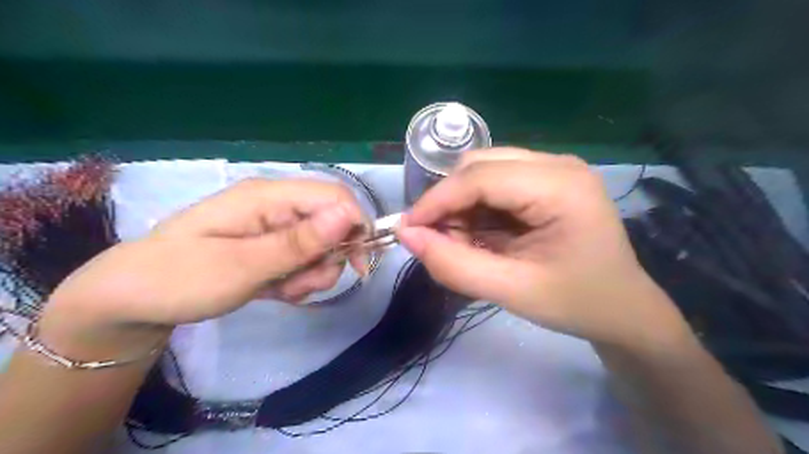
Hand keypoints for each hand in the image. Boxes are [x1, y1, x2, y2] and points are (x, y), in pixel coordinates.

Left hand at [37, 180, 367, 338]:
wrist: (130, 301)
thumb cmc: (179, 278)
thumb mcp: (242, 265)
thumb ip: (299, 241)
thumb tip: (348, 215)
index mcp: (268, 197)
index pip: (335, 197)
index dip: (355, 226)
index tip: (357, 265)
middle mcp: (276, 205)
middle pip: (332, 223)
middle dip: (328, 259)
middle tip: (302, 286)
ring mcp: (274, 226)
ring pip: (321, 246)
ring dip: (312, 274)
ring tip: (282, 291)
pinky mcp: (271, 245)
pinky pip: (303, 259)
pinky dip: (299, 279)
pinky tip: (276, 290)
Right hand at [398, 147, 687, 346]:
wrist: (622, 309)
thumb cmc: (575, 303)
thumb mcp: (511, 291)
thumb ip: (454, 265)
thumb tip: (407, 235)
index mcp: (560, 187)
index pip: (480, 177)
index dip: (436, 201)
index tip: (407, 229)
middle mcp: (558, 164)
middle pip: (479, 166)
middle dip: (449, 202)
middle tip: (439, 241)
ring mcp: (554, 169)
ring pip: (483, 171)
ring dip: (462, 205)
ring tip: (464, 243)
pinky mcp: (547, 180)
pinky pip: (496, 182)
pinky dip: (477, 207)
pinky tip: (482, 235)